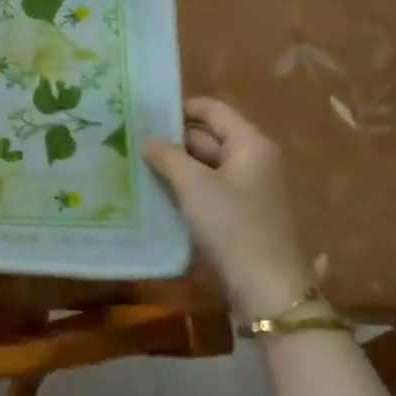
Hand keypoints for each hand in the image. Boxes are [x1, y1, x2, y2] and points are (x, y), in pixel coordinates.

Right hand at [143, 99, 315, 320]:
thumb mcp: (194, 185)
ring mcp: (245, 189)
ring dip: (173, 164)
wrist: (265, 287)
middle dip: (171, 139)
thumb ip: (167, 156)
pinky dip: (183, 187)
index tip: (144, 114)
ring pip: (203, 165)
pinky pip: (205, 189)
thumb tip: (146, 139)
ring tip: (134, 162)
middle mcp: (252, 160)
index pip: (212, 109)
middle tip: (130, 139)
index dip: (180, 107)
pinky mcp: (236, 214)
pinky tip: (153, 190)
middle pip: (207, 136)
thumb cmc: (233, 225)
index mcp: (250, 144)